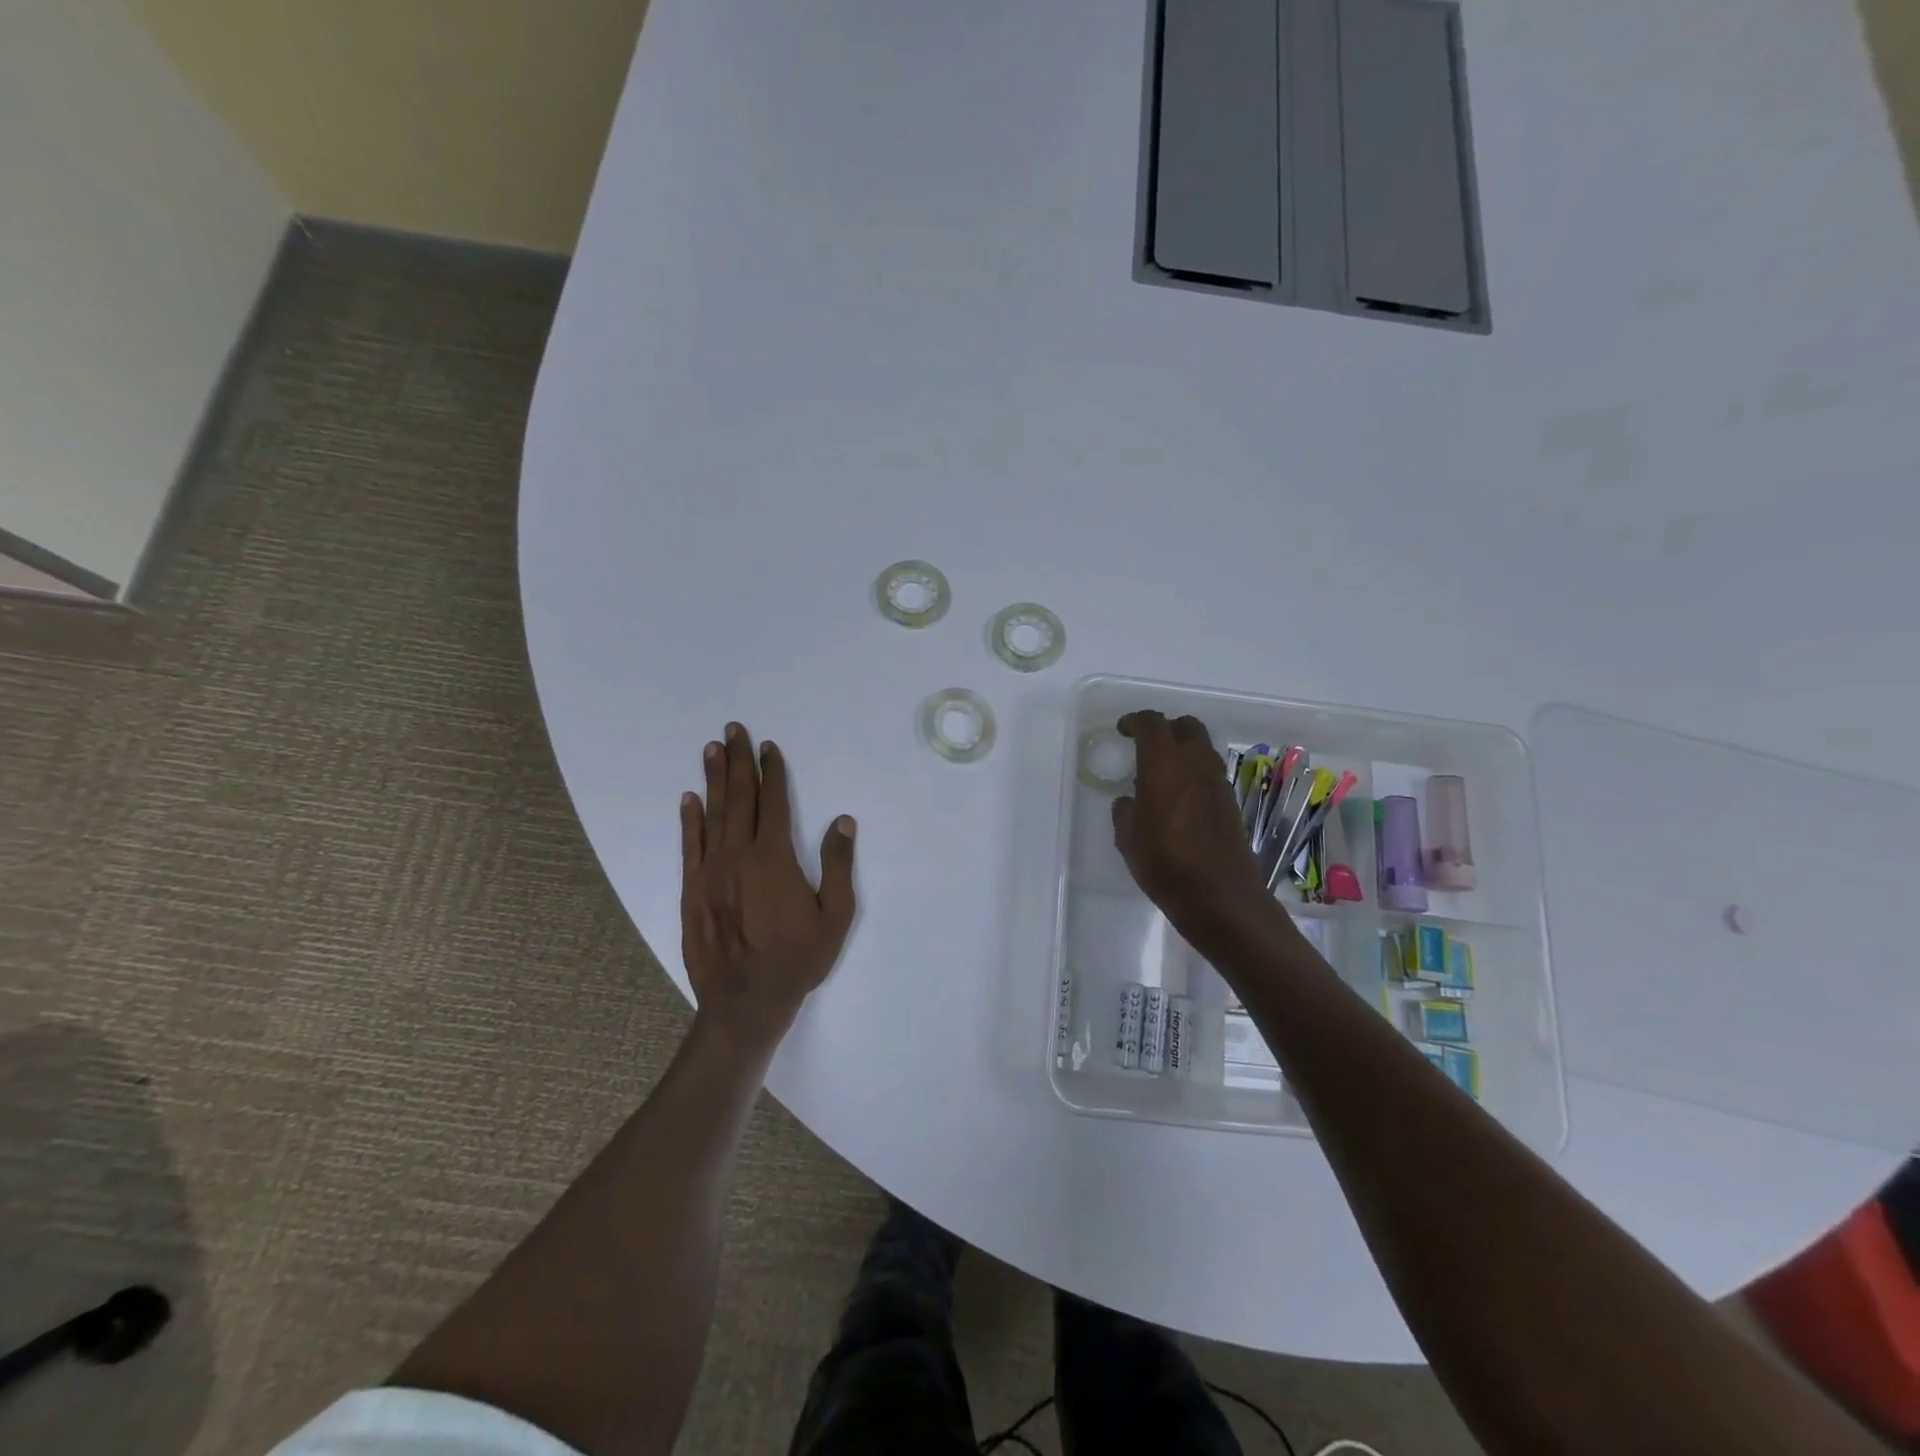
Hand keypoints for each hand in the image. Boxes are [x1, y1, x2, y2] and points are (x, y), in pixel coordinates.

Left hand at [680, 723, 856, 1052]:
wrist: (745, 1002)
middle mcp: (739, 856)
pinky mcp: (692, 890)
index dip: (772, 772)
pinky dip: (689, 820)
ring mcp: (710, 872)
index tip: (768, 747)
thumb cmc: (798, 959)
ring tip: (711, 748)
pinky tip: (689, 799)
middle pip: (739, 799)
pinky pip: (690, 846)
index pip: (773, 803)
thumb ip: (838, 865)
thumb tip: (842, 820)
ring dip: (713, 779)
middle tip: (733, 730)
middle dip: (737, 761)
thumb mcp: (836, 916)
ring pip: (713, 815)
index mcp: (774, 858)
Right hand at [1111, 711, 1273, 941]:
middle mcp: (1195, 763)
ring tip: (1162, 773)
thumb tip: (1130, 800)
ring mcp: (1218, 782)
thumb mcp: (1128, 837)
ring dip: (1183, 751)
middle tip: (1147, 745)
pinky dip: (1194, 773)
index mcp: (1164, 763)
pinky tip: (1179, 798)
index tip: (1123, 729)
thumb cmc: (1164, 862)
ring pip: (1202, 748)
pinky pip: (1209, 773)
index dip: (1135, 721)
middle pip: (1186, 726)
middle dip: (1166, 729)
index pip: (1151, 723)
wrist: (1219, 895)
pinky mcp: (1230, 802)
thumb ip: (1126, 810)